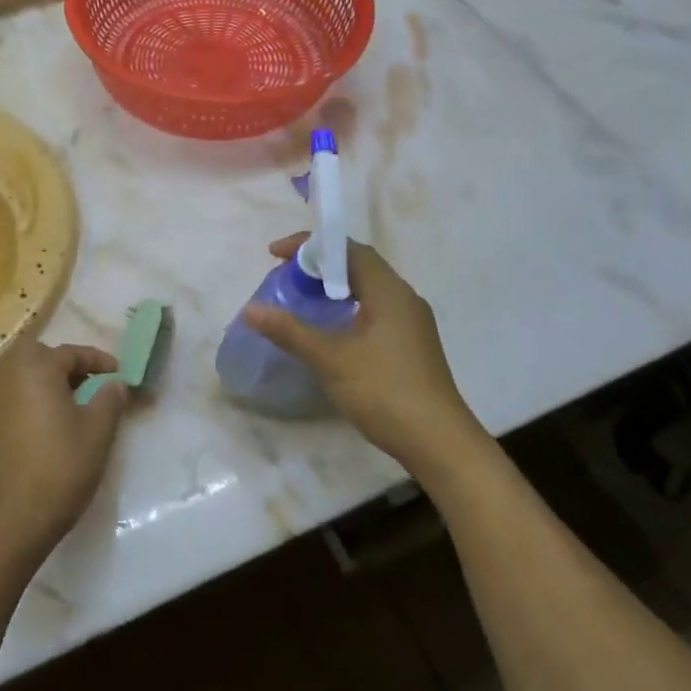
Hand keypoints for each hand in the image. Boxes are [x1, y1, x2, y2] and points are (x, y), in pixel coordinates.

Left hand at [0, 338, 129, 562]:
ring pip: (26, 379)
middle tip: (92, 384)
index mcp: (35, 370)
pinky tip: (52, 427)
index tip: (119, 374)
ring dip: (50, 383)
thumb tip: (115, 384)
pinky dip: (35, 402)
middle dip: (68, 365)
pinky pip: (16, 400)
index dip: (98, 360)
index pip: (70, 353)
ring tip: (76, 405)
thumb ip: (110, 398)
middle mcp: (9, 379)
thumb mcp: (98, 430)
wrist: (15, 519)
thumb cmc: (61, 466)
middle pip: (41, 358)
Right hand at [242, 234, 483, 467]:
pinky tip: (329, 332)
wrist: (439, 444)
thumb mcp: (331, 359)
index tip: (275, 255)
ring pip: (367, 290)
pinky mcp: (410, 347)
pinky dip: (346, 309)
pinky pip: (374, 311)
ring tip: (300, 299)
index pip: (348, 249)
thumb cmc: (384, 391)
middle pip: (358, 266)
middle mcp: (404, 299)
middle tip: (284, 277)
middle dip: (319, 266)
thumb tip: (251, 309)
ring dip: (333, 288)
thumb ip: (290, 331)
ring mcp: (411, 324)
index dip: (310, 246)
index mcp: (389, 291)